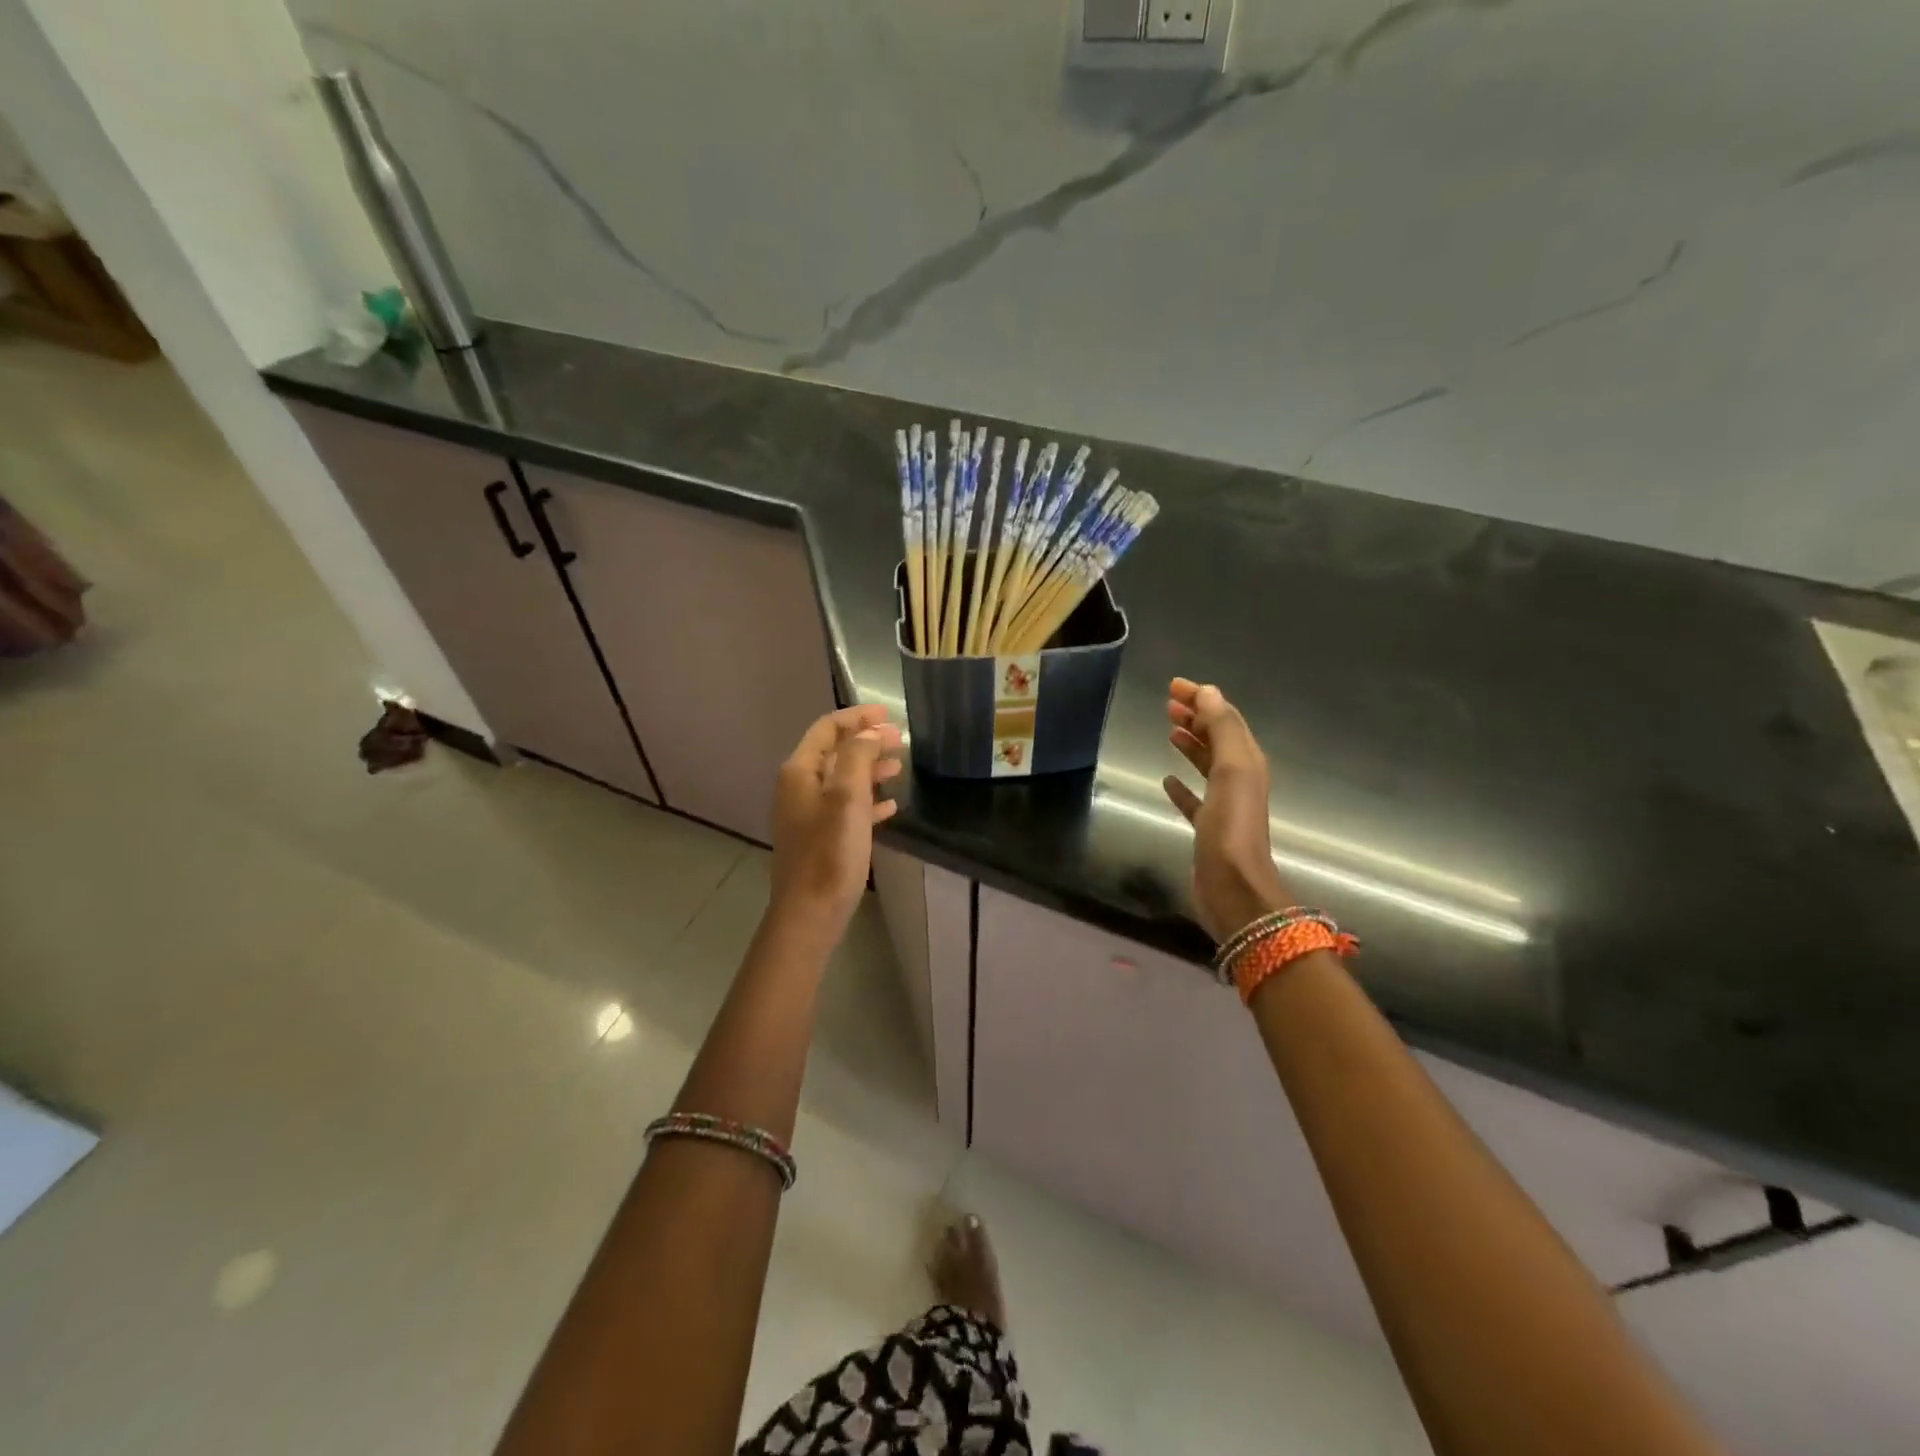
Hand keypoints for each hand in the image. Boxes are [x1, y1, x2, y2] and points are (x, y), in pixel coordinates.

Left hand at [769, 705, 903, 940]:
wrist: (810, 914)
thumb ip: (858, 757)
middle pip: (835, 752)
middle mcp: (799, 787)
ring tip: (898, 767)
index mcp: (800, 772)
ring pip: (842, 779)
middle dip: (867, 741)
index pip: (827, 728)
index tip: (888, 713)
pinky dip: (867, 800)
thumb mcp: (847, 798)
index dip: (857, 716)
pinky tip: (891, 806)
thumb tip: (869, 733)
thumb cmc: (830, 853)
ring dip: (869, 769)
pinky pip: (845, 808)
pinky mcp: (820, 838)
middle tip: (900, 740)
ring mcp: (808, 814)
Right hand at [1162, 678, 1290, 943]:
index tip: (1174, 686)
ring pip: (1206, 764)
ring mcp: (1224, 805)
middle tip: (1168, 704)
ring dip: (1190, 745)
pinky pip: (1194, 798)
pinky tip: (1167, 780)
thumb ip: (1222, 728)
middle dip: (1196, 717)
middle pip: (1217, 738)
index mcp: (1248, 761)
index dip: (1202, 699)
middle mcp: (1239, 779)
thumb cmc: (1231, 825)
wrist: (1233, 886)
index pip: (1225, 719)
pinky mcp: (1208, 828)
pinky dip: (1182, 785)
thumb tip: (1208, 692)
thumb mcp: (1232, 769)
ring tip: (1169, 731)